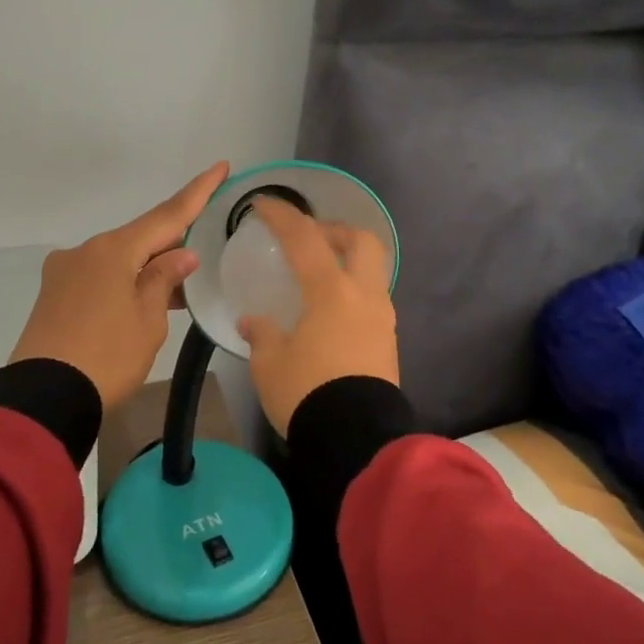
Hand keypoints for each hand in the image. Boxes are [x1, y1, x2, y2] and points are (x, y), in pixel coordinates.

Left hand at [10, 162, 229, 408]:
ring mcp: (64, 272)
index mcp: (113, 250)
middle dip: (170, 248)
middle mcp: (85, 251)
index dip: (197, 193)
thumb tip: (180, 255)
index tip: (220, 166)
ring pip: (118, 260)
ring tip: (173, 295)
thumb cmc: (107, 357)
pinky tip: (138, 305)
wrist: (43, 397)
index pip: (166, 215)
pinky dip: (123, 284)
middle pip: (139, 239)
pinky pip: (98, 277)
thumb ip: (165, 280)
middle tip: (198, 267)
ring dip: (146, 270)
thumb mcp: (148, 320)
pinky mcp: (53, 294)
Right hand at [236, 197, 398, 435]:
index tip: (263, 204)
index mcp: (331, 292)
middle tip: (309, 238)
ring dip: (348, 261)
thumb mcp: (270, 363)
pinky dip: (353, 291)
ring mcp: (382, 318)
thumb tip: (254, 322)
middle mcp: (364, 296)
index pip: (305, 240)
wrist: (356, 438)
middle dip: (334, 230)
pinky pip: (373, 300)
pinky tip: (331, 312)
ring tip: (319, 276)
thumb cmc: (307, 393)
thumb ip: (262, 334)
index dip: (283, 216)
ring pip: (373, 271)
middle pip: (361, 241)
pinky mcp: (389, 341)